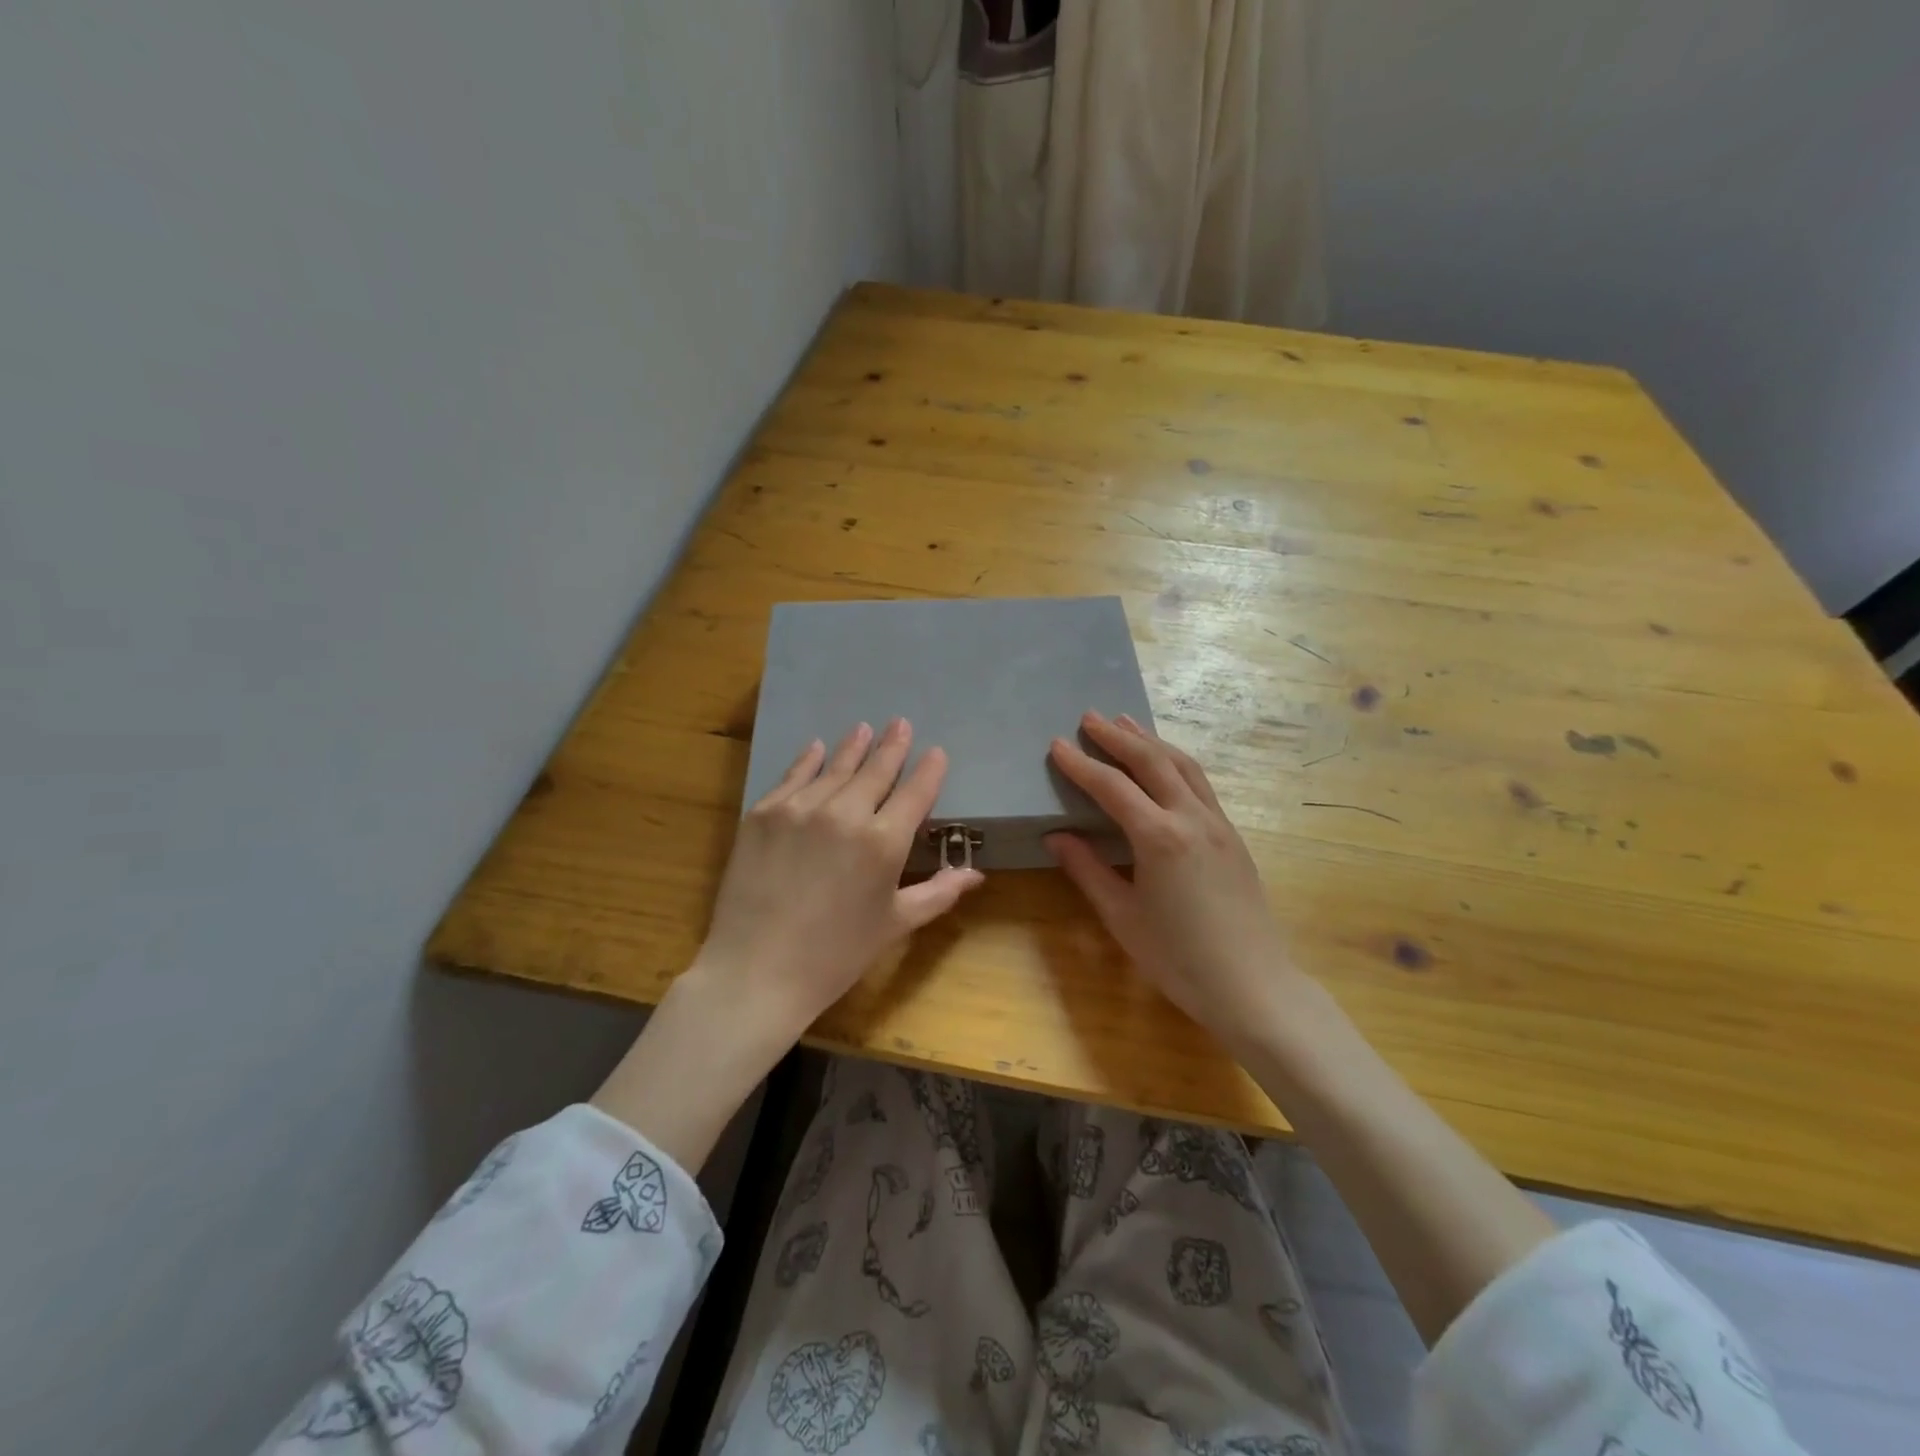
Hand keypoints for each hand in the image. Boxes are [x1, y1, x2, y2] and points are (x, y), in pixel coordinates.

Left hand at [694, 718, 983, 1048]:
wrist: (756, 971)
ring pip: (835, 768)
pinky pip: (793, 776)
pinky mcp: (763, 813)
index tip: (936, 752)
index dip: (929, 770)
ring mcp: (800, 808)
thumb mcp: (895, 924)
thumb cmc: (836, 955)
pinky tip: (817, 747)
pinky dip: (808, 760)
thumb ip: (938, 893)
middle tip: (901, 723)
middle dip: (893, 746)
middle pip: (876, 770)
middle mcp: (845, 813)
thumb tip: (976, 874)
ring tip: (865, 728)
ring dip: (854, 747)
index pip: (915, 793)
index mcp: (883, 842)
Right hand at [1046, 711, 1297, 1049]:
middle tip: (1089, 717)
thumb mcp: (1122, 917)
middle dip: (1117, 736)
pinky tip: (1165, 764)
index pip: (1112, 787)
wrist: (1253, 986)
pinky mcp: (1233, 836)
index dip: (1081, 764)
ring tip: (1126, 723)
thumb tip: (1057, 836)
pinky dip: (1175, 762)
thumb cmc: (1179, 959)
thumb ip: (1088, 870)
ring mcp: (1218, 824)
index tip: (1056, 744)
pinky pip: (1200, 783)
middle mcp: (1191, 818)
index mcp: (1159, 838)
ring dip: (1151, 740)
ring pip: (1183, 765)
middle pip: (1151, 761)